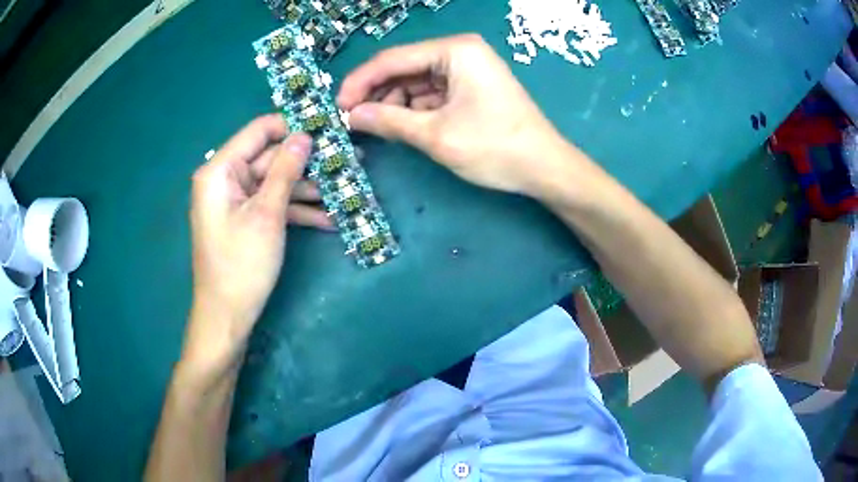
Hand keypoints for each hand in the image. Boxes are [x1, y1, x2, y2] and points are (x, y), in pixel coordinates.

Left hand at [185, 115, 331, 369]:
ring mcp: (237, 201)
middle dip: (310, 162)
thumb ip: (285, 170)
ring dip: (310, 188)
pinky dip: (297, 210)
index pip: (260, 130)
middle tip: (351, 161)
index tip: (329, 129)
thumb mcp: (267, 214)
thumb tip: (305, 135)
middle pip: (272, 158)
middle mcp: (226, 179)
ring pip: (277, 183)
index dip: (293, 127)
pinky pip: (273, 205)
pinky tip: (330, 219)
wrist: (227, 317)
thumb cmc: (242, 265)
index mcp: (220, 169)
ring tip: (349, 189)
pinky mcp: (246, 219)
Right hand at [338, 34, 584, 196]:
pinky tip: (399, 126)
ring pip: (415, 83)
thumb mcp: (436, 135)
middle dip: (377, 95)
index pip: (393, 59)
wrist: (545, 169)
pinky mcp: (470, 88)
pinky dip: (413, 110)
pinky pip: (431, 94)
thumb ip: (389, 121)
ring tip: (373, 128)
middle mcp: (459, 52)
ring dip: (393, 104)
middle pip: (404, 69)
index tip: (337, 107)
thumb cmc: (495, 148)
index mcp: (454, 51)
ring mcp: (466, 70)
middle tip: (352, 122)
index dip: (360, 82)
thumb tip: (351, 116)